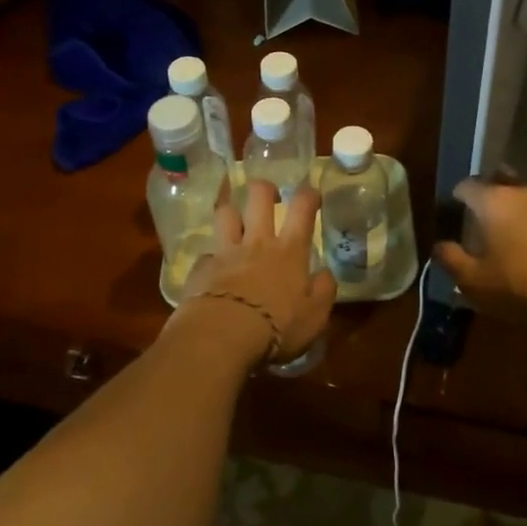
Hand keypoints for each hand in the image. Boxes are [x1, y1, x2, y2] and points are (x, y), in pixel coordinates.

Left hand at [169, 179, 334, 370]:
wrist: (222, 336)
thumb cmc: (277, 327)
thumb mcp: (315, 316)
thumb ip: (324, 290)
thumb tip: (325, 273)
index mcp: (289, 250)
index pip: (302, 207)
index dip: (309, 194)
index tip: (312, 195)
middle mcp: (257, 242)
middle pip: (258, 196)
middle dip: (264, 189)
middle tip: (269, 197)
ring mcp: (226, 252)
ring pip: (226, 214)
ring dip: (232, 214)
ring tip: (237, 223)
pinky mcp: (201, 269)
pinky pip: (206, 255)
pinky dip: (212, 259)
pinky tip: (214, 270)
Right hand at [432, 177, 526, 330]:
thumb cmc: (520, 286)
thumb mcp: (474, 281)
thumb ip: (451, 260)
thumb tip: (439, 246)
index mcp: (494, 200)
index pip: (467, 185)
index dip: (456, 197)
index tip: (452, 213)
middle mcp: (523, 193)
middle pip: (498, 185)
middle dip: (486, 199)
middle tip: (477, 222)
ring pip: (523, 200)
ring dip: (512, 213)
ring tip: (504, 239)